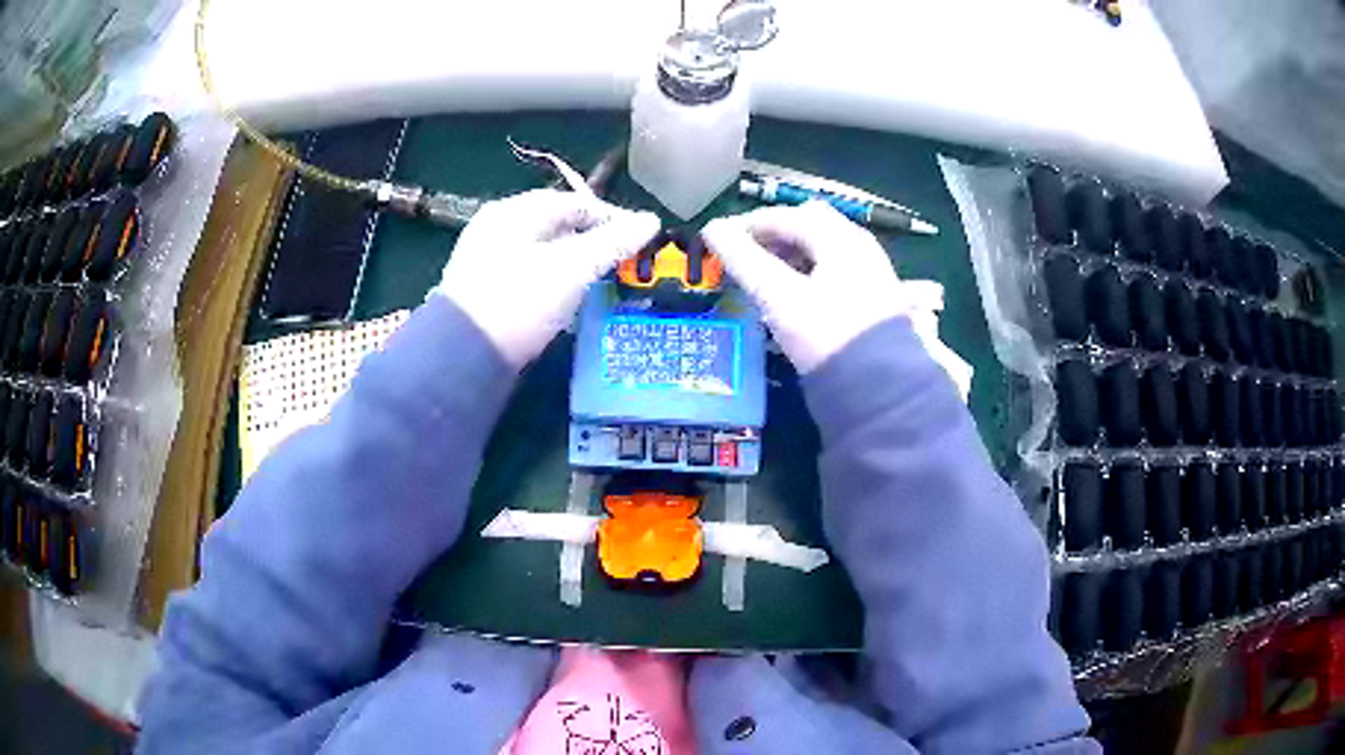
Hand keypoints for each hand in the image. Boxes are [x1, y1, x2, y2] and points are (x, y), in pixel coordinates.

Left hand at [433, 190, 660, 367]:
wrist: (461, 356)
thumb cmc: (520, 300)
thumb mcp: (573, 267)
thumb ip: (614, 242)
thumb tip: (651, 221)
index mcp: (516, 211)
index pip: (576, 202)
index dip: (613, 218)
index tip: (641, 242)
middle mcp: (497, 227)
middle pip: (557, 226)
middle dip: (593, 244)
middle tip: (622, 266)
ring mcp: (486, 259)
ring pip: (543, 253)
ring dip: (574, 266)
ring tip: (599, 287)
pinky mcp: (483, 291)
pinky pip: (528, 277)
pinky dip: (552, 284)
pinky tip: (565, 305)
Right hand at [702, 201, 907, 373]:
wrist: (880, 387)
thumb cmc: (825, 335)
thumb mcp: (779, 296)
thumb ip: (743, 260)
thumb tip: (712, 228)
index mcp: (838, 236)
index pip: (784, 216)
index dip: (746, 225)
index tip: (718, 244)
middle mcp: (859, 243)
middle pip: (807, 223)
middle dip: (772, 235)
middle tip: (743, 258)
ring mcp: (871, 268)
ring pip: (823, 245)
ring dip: (790, 253)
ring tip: (764, 277)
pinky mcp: (875, 294)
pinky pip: (836, 266)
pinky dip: (810, 269)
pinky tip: (796, 293)